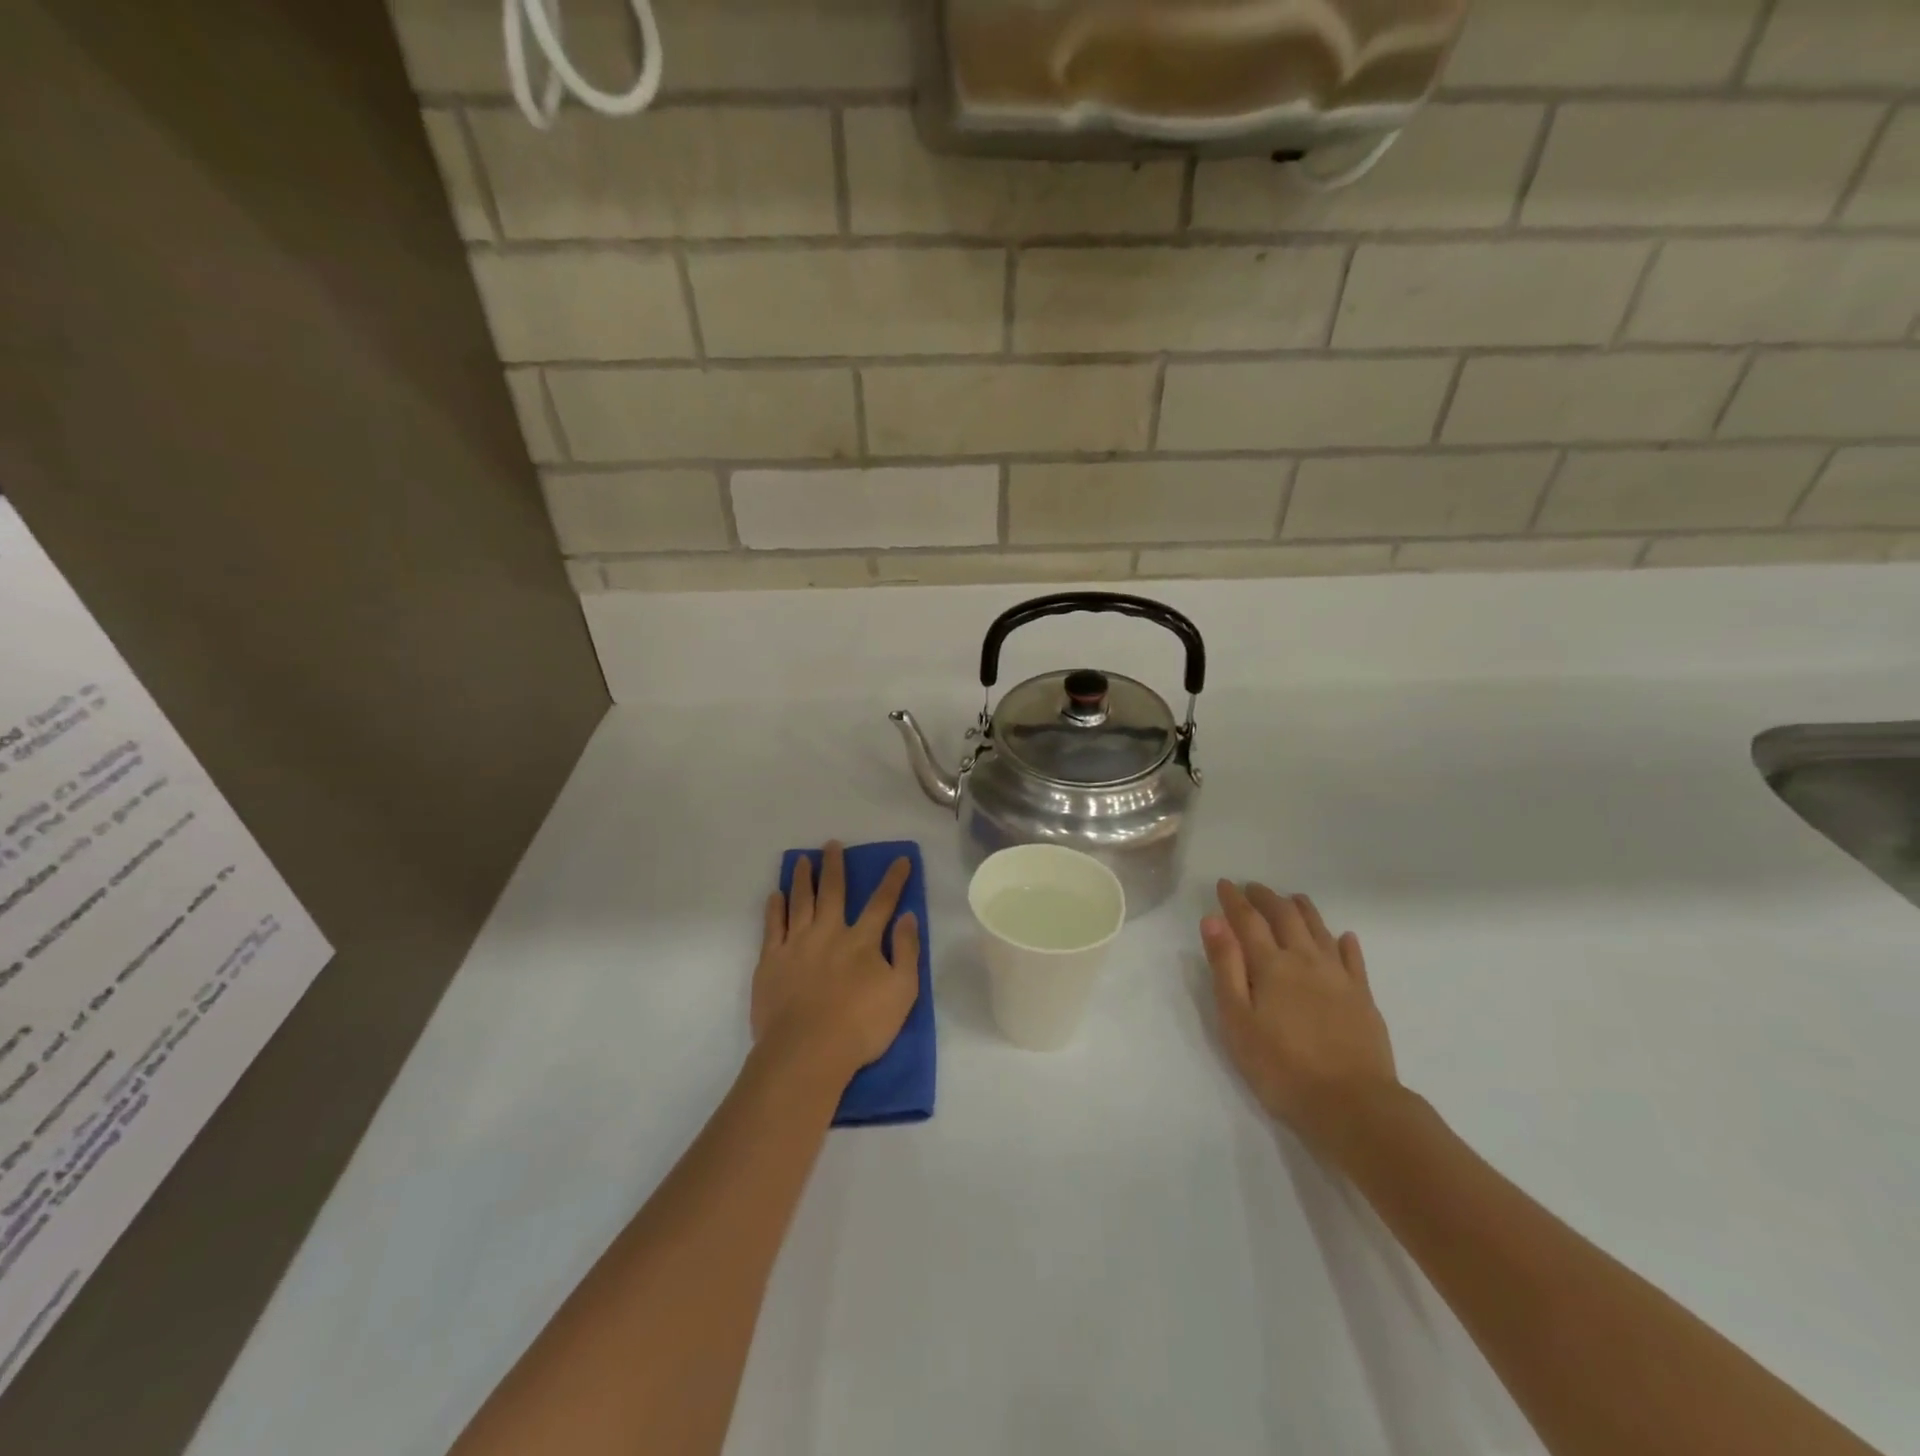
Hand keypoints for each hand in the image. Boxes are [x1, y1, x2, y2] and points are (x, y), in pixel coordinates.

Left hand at [752, 843, 919, 1086]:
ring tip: (802, 860)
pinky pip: (772, 926)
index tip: (900, 859)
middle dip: (834, 866)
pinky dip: (774, 908)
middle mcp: (829, 932)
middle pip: (833, 891)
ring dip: (802, 878)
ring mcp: (796, 944)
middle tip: (831, 844)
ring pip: (800, 901)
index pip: (882, 902)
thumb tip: (908, 916)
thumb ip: (906, 951)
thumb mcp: (902, 992)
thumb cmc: (861, 1026)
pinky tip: (775, 895)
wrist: (806, 1051)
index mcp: (862, 940)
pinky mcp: (771, 961)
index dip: (893, 880)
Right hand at [1201, 881, 1398, 1146]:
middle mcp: (1306, 960)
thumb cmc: (1281, 1067)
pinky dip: (1345, 943)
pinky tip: (1344, 937)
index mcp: (1272, 965)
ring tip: (1292, 898)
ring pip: (1320, 930)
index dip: (1234, 900)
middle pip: (1285, 917)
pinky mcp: (1363, 999)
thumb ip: (1225, 967)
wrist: (1353, 1106)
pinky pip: (1354, 960)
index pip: (1248, 921)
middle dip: (1267, 898)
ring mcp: (1339, 978)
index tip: (1224, 884)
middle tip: (1252, 887)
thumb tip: (1213, 920)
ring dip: (1303, 910)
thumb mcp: (1237, 1020)